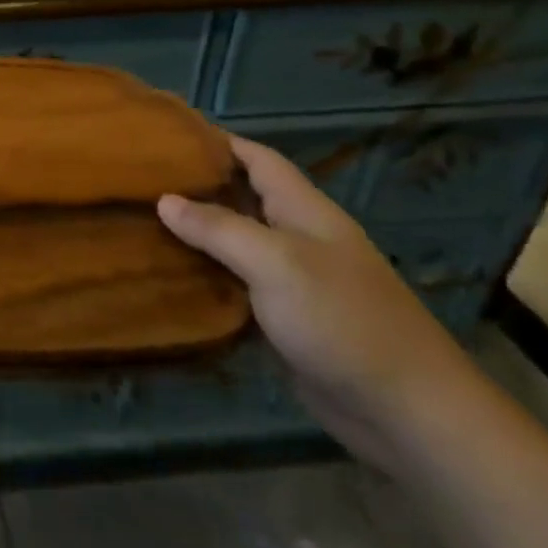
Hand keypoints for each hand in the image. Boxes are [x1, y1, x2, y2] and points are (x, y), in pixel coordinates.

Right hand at [158, 135, 486, 472]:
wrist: (405, 412)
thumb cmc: (342, 319)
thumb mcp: (276, 262)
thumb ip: (218, 228)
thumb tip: (164, 200)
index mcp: (305, 211)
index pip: (258, 159)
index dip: (217, 141)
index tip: (168, 135)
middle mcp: (299, 238)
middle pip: (242, 198)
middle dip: (197, 186)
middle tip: (141, 179)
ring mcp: (294, 280)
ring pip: (235, 244)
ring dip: (195, 233)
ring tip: (141, 221)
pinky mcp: (285, 319)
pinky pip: (236, 285)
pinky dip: (205, 275)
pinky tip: (169, 275)